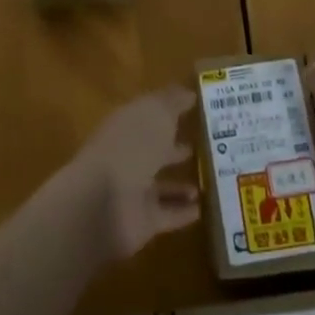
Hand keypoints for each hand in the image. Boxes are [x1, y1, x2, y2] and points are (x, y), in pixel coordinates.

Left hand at [65, 87, 200, 261]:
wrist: (104, 203)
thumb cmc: (131, 146)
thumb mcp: (156, 112)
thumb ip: (173, 101)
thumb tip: (189, 93)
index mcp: (126, 125)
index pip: (149, 114)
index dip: (169, 110)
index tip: (196, 108)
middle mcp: (128, 156)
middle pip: (154, 150)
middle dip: (175, 147)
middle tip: (206, 145)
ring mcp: (133, 190)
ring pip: (161, 185)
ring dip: (181, 183)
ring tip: (210, 178)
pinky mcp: (142, 221)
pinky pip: (167, 214)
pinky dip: (183, 212)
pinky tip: (202, 208)